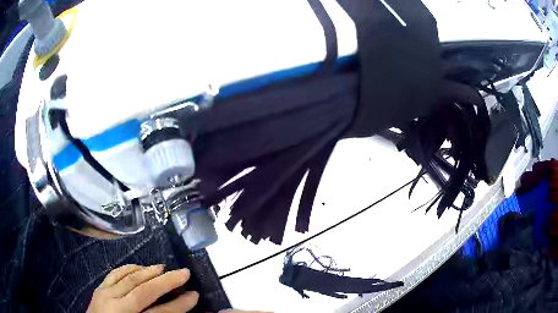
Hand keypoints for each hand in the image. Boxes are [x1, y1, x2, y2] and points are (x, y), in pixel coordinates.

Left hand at [87, 264, 198, 312]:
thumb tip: (175, 311)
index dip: (180, 305)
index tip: (194, 295)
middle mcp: (118, 307)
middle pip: (145, 291)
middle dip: (166, 282)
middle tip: (183, 272)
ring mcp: (106, 296)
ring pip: (129, 279)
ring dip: (148, 271)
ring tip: (162, 266)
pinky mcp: (99, 290)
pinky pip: (114, 275)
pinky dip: (127, 268)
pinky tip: (137, 266)